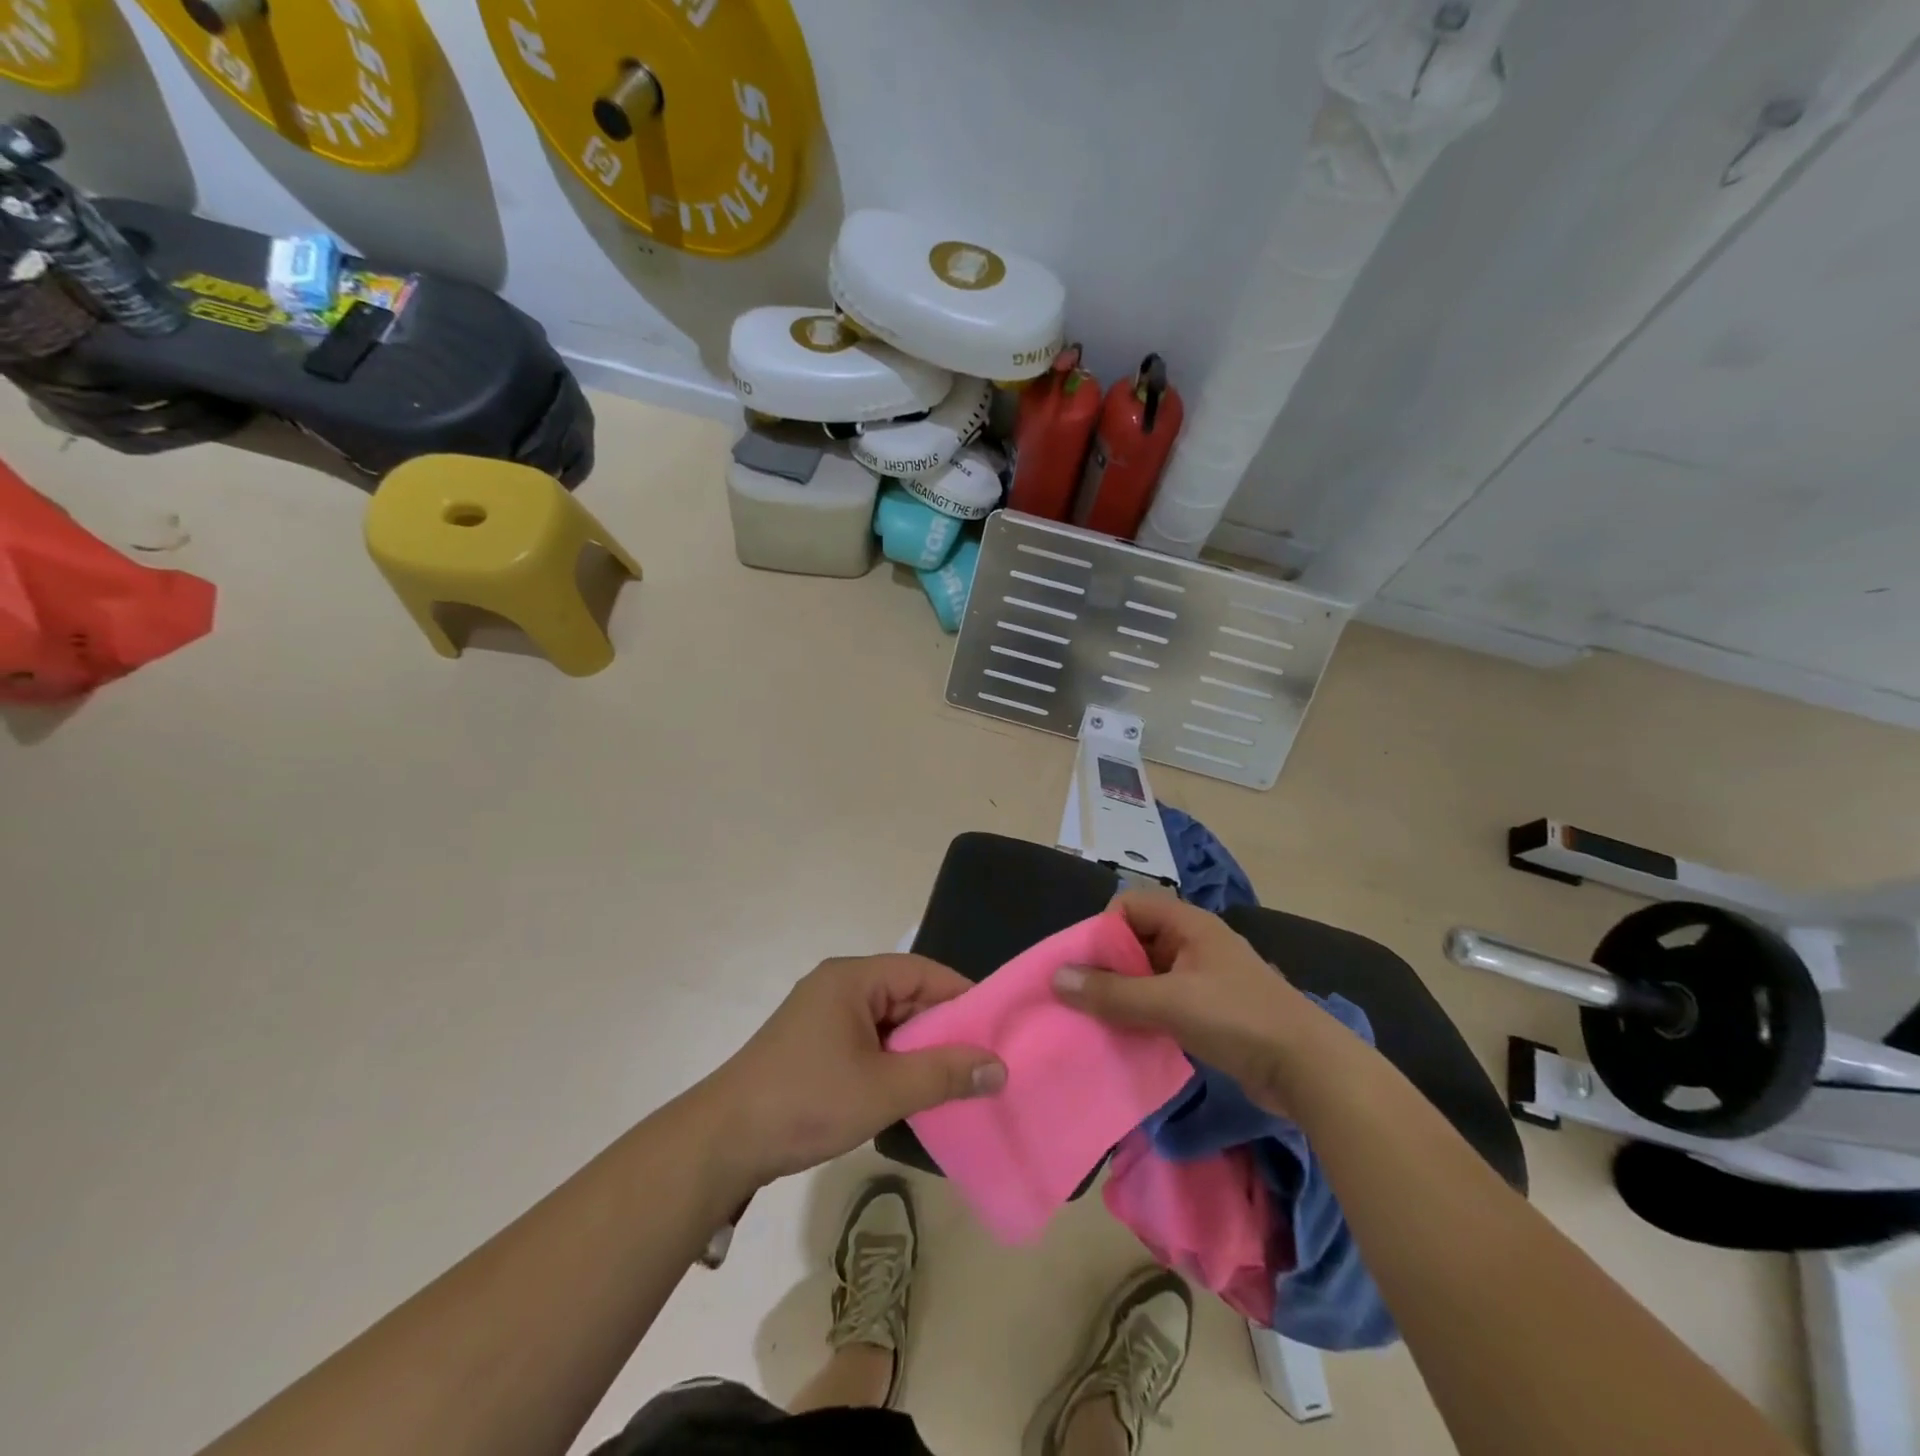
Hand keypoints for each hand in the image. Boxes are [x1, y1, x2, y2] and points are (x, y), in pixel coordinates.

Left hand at [698, 953, 1005, 1188]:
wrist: (723, 1142)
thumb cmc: (806, 1101)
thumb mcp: (883, 1089)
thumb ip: (943, 1075)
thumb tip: (999, 1066)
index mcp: (852, 979)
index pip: (921, 972)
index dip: (961, 995)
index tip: (996, 1026)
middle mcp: (838, 987)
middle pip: (905, 995)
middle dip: (942, 1027)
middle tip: (982, 1059)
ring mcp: (823, 1016)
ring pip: (888, 1022)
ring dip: (918, 1049)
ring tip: (956, 1078)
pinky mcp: (814, 1045)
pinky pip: (868, 1041)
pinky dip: (893, 1061)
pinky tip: (913, 1090)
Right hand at [1052, 892, 1320, 1111]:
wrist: (1309, 1070)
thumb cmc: (1238, 1019)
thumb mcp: (1169, 1002)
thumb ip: (1112, 992)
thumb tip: (1057, 977)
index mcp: (1189, 924)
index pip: (1130, 905)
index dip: (1104, 928)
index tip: (1086, 965)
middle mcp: (1195, 942)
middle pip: (1137, 939)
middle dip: (1108, 965)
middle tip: (1085, 997)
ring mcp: (1205, 977)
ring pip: (1150, 973)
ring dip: (1125, 993)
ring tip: (1101, 1020)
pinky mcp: (1213, 1010)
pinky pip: (1165, 1000)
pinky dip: (1145, 1013)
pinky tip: (1131, 1036)